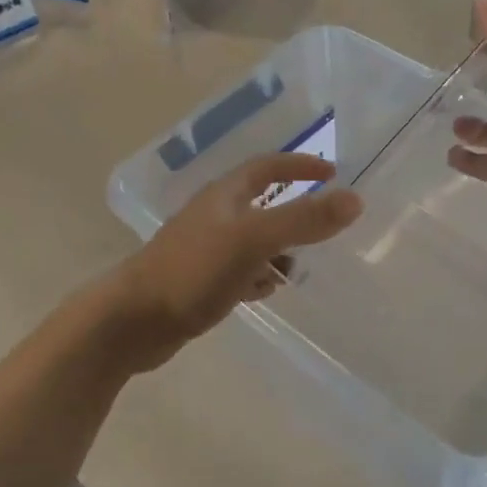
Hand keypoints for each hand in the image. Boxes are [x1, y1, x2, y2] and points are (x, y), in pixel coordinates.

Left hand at [109, 154, 362, 372]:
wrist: (132, 321)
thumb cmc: (193, 271)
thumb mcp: (254, 240)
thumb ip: (303, 220)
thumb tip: (355, 199)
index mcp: (224, 196)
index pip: (267, 167)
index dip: (299, 165)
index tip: (332, 172)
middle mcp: (213, 216)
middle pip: (260, 203)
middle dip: (292, 210)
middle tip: (323, 224)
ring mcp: (202, 250)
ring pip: (250, 240)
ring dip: (277, 247)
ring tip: (302, 264)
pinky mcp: (197, 281)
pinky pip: (238, 271)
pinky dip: (258, 275)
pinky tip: (267, 291)